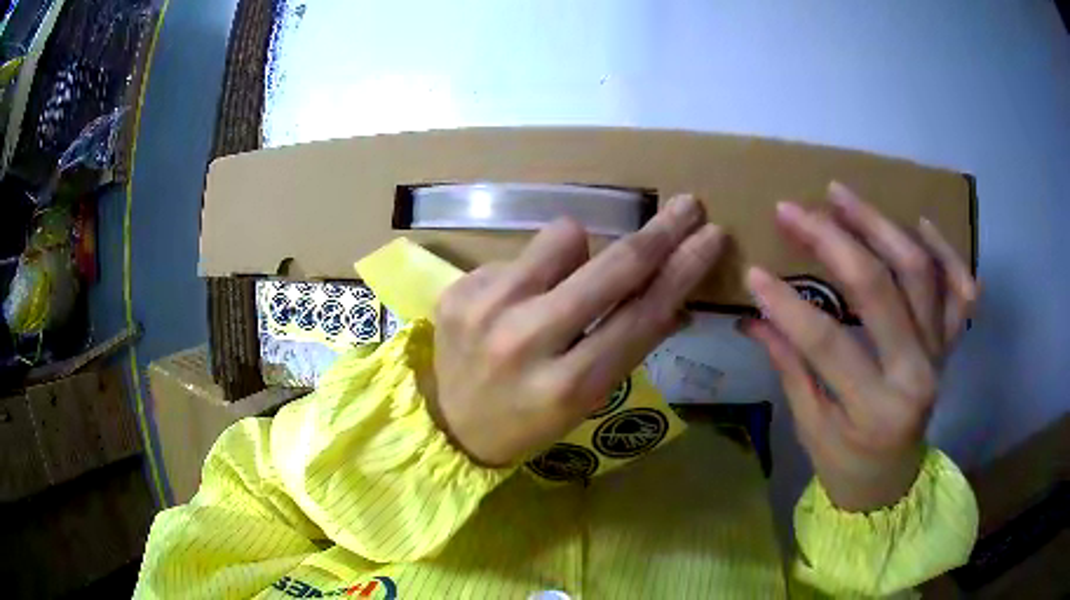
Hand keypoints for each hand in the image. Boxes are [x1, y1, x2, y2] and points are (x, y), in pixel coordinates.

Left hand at [429, 195, 724, 466]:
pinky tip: (514, 302)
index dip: (684, 270)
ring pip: (564, 236)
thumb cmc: (531, 420)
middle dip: (660, 232)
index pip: (643, 314)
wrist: (452, 428)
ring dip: (579, 249)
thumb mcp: (588, 400)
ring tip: (563, 278)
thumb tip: (676, 296)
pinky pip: (519, 254)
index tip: (712, 236)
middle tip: (688, 206)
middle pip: (613, 268)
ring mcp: (486, 311)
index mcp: (570, 385)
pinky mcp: (458, 291)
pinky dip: (531, 272)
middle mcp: (528, 342)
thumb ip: (631, 344)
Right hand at [741, 182, 978, 511]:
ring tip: (841, 196)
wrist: (892, 482)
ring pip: (919, 272)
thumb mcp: (811, 428)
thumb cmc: (847, 464)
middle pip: (879, 289)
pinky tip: (919, 224)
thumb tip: (751, 319)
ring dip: (880, 226)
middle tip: (793, 211)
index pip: (828, 342)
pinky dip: (946, 252)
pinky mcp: (950, 343)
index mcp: (877, 409)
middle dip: (832, 241)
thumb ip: (789, 366)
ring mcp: (940, 353)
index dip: (787, 304)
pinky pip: (959, 290)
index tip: (752, 273)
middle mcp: (917, 373)